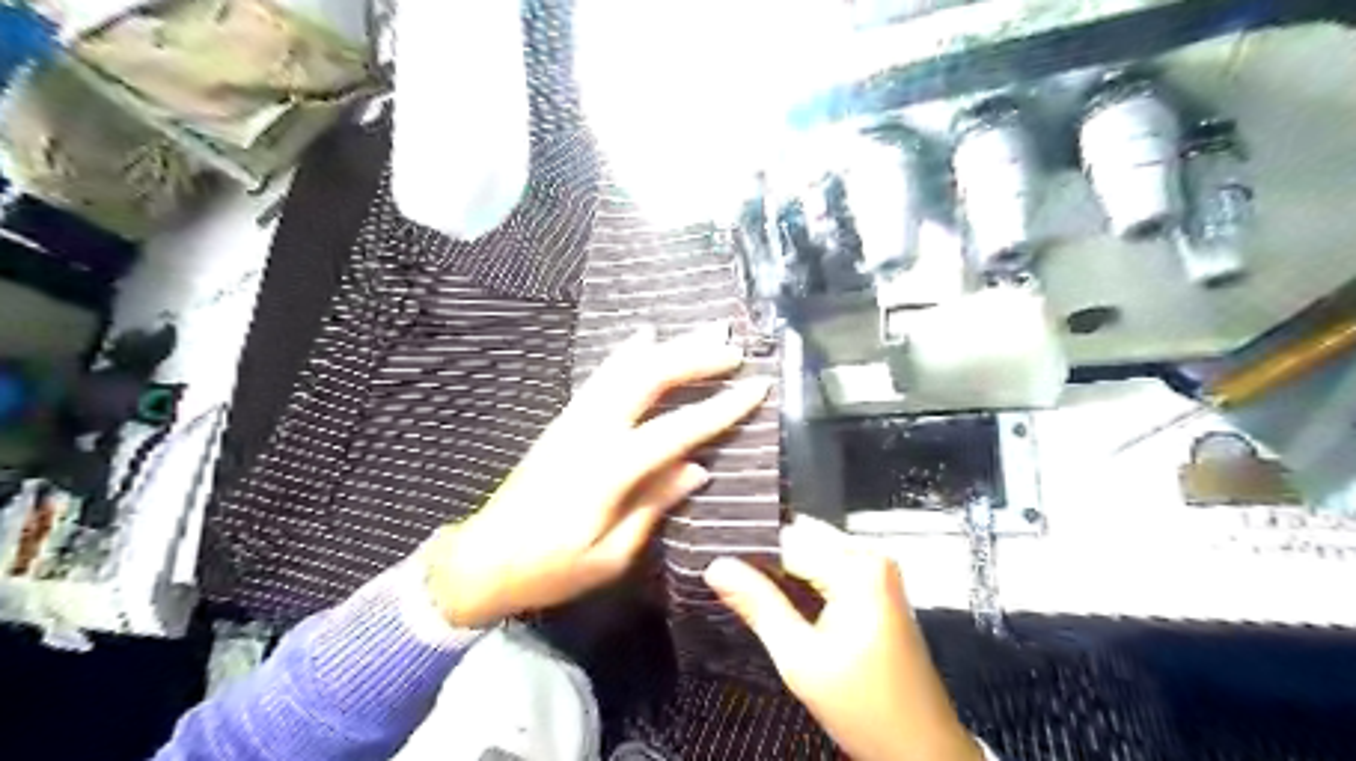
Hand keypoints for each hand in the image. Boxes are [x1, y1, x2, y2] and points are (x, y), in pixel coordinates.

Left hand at [425, 323, 761, 626]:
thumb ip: (653, 505)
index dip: (720, 408)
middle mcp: (589, 432)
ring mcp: (572, 420)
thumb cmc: (549, 569)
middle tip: (732, 348)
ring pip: (624, 369)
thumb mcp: (609, 555)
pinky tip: (645, 338)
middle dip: (693, 359)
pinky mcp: (563, 420)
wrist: (482, 558)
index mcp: (607, 471)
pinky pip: (601, 377)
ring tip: (702, 332)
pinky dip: (627, 354)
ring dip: (667, 347)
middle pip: (647, 380)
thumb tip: (697, 468)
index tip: (756, 387)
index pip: (675, 430)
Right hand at [704, 516, 982, 760]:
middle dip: (765, 560)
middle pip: (800, 538)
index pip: (785, 540)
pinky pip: (829, 565)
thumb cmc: (867, 709)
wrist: (921, 748)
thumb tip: (717, 568)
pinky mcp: (879, 586)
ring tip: (753, 596)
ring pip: (812, 550)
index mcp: (857, 567)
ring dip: (783, 570)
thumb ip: (757, 605)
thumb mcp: (800, 659)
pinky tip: (784, 603)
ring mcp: (878, 570)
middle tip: (730, 584)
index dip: (748, 554)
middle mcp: (872, 557)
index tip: (718, 567)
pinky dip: (804, 579)